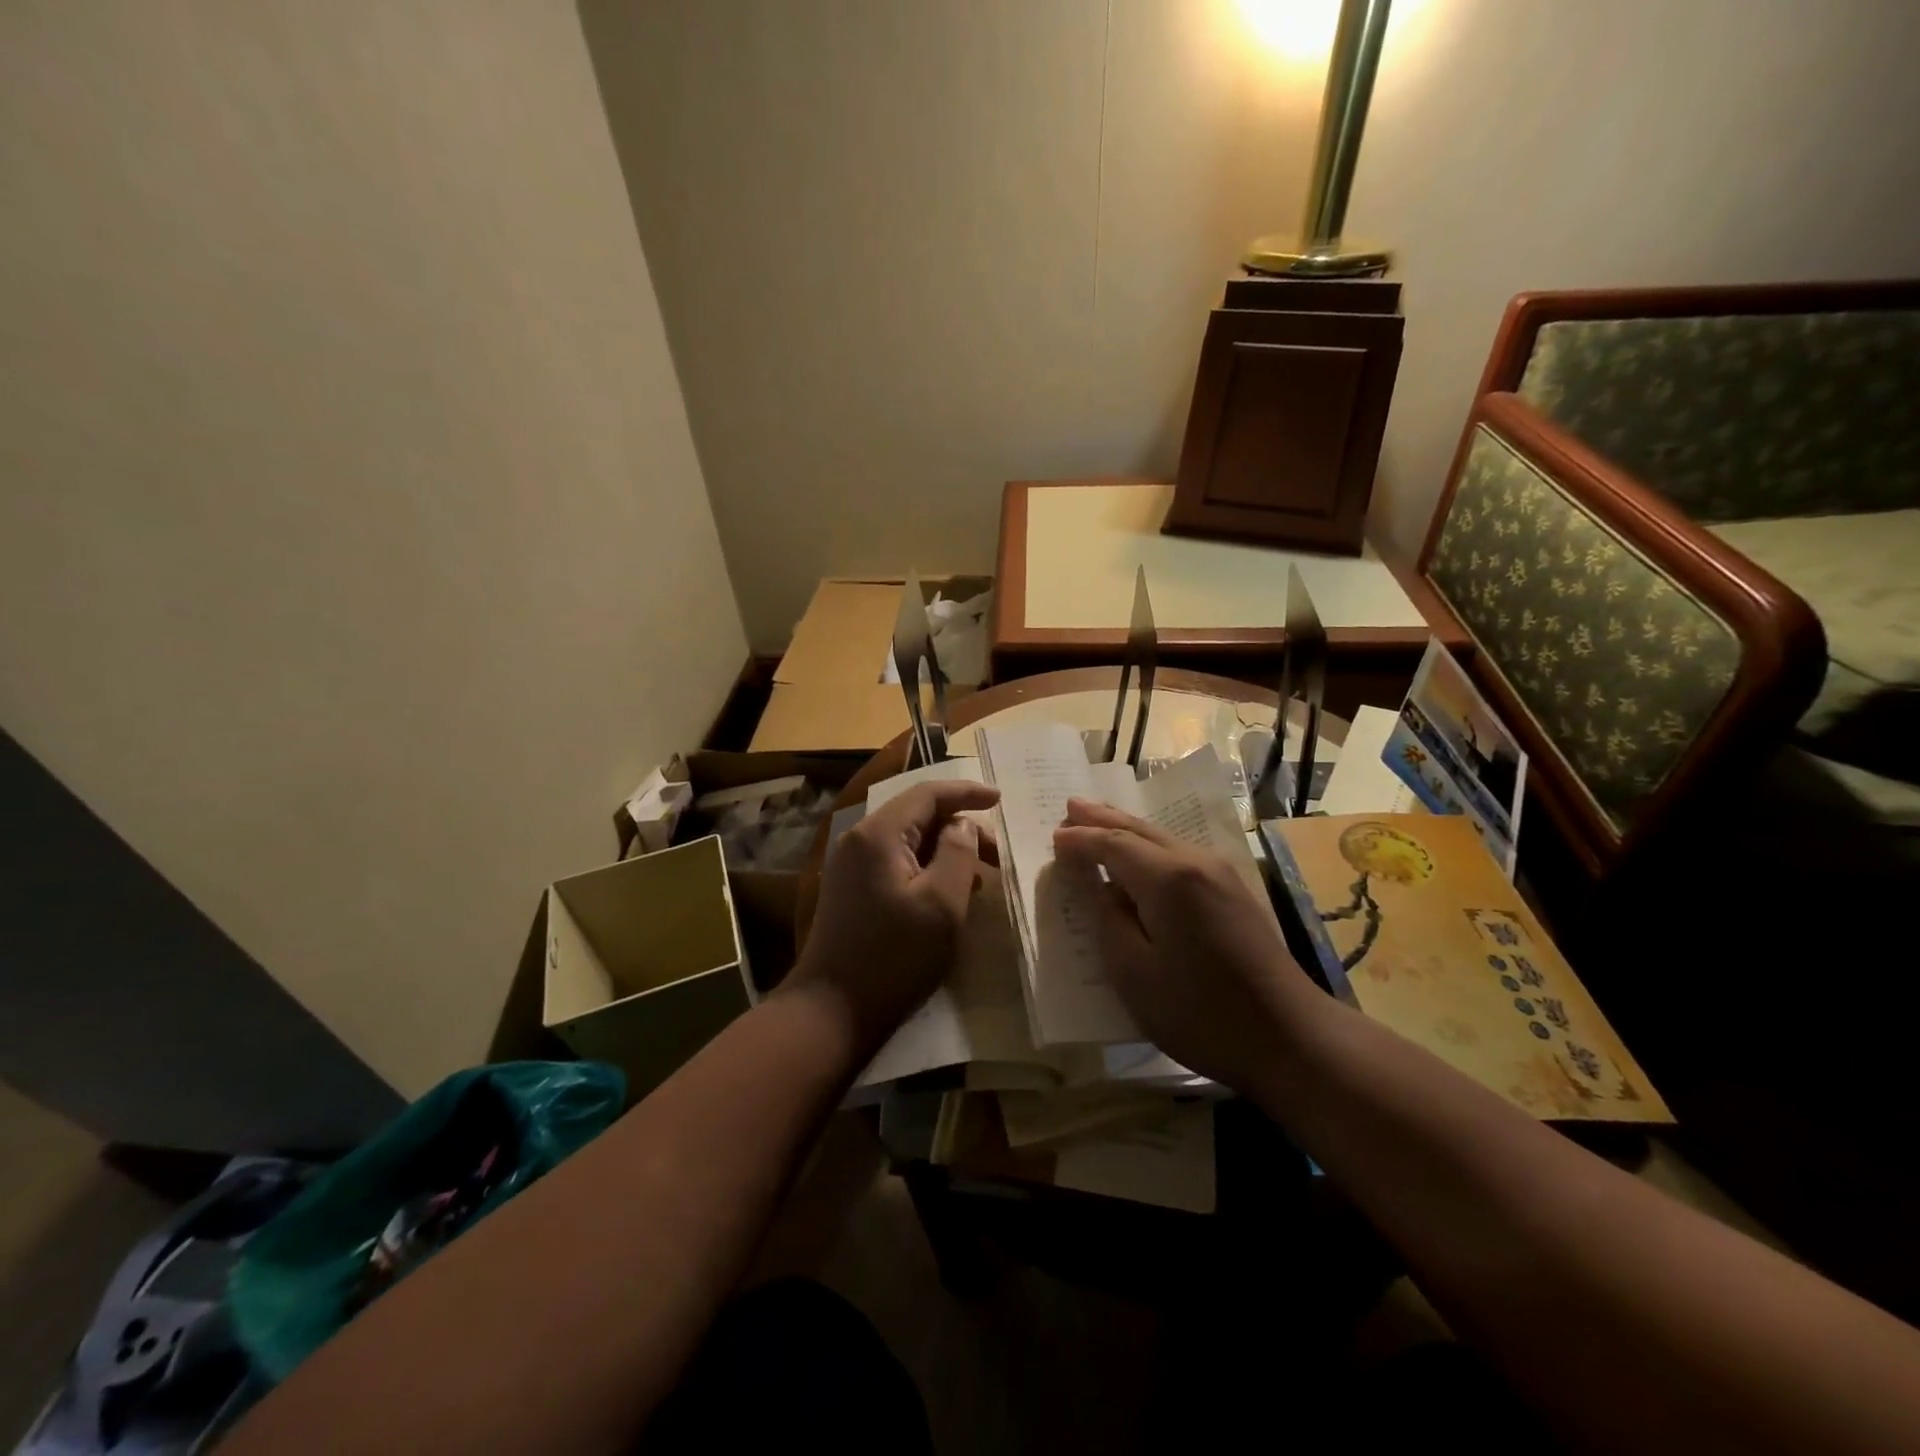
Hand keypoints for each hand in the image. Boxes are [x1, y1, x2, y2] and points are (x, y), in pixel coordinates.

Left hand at [788, 780, 1000, 1047]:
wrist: (832, 1010)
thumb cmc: (894, 957)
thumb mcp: (941, 904)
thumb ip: (958, 853)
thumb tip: (962, 825)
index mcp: (878, 834)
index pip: (927, 793)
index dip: (966, 792)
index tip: (1000, 800)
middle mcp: (859, 839)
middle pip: (917, 815)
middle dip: (960, 827)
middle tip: (998, 856)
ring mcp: (850, 864)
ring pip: (907, 839)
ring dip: (945, 850)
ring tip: (980, 877)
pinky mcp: (851, 888)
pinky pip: (895, 861)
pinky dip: (926, 867)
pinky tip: (948, 892)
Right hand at [1052, 798, 1315, 1092]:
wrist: (1291, 1038)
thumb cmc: (1201, 1012)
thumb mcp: (1134, 974)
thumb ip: (1111, 922)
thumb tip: (1108, 890)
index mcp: (1168, 879)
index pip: (1113, 845)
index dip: (1081, 840)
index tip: (1054, 836)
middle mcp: (1196, 862)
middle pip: (1141, 830)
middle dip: (1103, 818)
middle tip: (1071, 805)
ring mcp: (1221, 874)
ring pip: (1163, 839)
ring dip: (1127, 829)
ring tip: (1098, 818)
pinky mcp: (1234, 892)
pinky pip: (1179, 854)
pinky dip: (1150, 847)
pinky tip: (1140, 853)